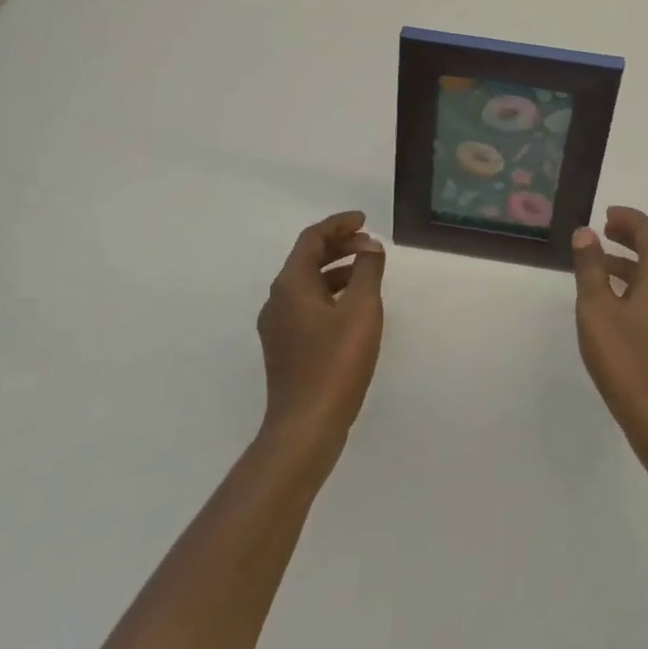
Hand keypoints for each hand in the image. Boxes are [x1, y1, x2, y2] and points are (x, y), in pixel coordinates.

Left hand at [257, 211, 385, 460]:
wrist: (305, 427)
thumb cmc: (335, 363)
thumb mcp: (361, 309)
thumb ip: (367, 270)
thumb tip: (369, 247)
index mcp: (290, 284)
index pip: (312, 239)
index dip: (339, 224)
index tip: (365, 220)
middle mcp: (278, 299)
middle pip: (307, 259)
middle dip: (339, 246)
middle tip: (369, 244)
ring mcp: (278, 326)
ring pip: (307, 283)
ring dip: (336, 270)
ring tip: (367, 271)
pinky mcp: (285, 348)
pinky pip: (307, 305)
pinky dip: (330, 294)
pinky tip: (353, 308)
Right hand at [572, 206, 647, 469]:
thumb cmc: (626, 359)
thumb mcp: (596, 309)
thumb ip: (590, 267)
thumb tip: (585, 233)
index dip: (629, 218)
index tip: (606, 215)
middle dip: (632, 236)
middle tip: (604, 232)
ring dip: (632, 261)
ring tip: (601, 264)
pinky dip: (638, 283)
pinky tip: (615, 301)